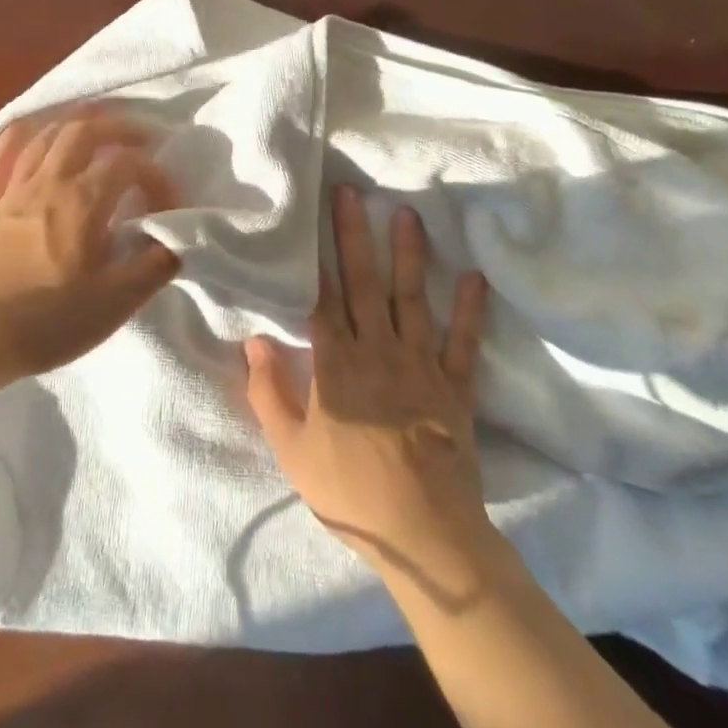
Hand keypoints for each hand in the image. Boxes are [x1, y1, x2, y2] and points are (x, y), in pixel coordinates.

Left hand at [0, 108, 181, 385]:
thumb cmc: (46, 321)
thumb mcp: (114, 303)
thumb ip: (153, 267)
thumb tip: (177, 240)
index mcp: (81, 201)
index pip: (127, 165)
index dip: (156, 176)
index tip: (169, 204)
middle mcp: (47, 183)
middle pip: (83, 132)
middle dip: (117, 127)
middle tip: (140, 136)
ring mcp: (11, 191)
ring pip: (43, 136)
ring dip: (73, 123)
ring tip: (94, 125)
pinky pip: (0, 157)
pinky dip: (19, 137)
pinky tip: (29, 133)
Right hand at [245, 185, 494, 584]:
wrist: (424, 535)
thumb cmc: (350, 491)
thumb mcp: (292, 450)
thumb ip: (269, 393)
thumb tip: (253, 340)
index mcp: (336, 365)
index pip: (322, 299)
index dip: (316, 257)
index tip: (312, 218)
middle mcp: (378, 351)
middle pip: (364, 283)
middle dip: (355, 236)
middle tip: (352, 193)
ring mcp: (421, 365)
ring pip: (412, 299)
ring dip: (409, 255)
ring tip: (407, 215)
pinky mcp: (455, 386)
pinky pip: (463, 342)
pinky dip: (470, 310)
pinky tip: (474, 277)